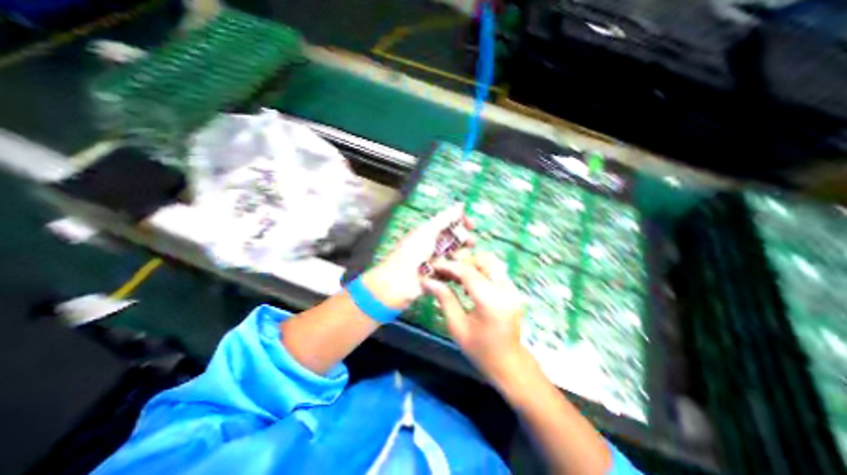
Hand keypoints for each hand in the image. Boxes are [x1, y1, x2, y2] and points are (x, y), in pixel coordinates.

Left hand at [364, 202, 469, 307]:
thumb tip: (459, 204)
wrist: (398, 283)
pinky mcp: (439, 277)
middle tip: (470, 243)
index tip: (472, 225)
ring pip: (457, 256)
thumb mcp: (427, 232)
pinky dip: (456, 271)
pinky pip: (453, 271)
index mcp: (430, 232)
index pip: (450, 223)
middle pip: (456, 240)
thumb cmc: (411, 253)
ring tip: (456, 260)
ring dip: (460, 257)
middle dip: (464, 240)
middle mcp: (434, 245)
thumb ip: (444, 219)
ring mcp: (437, 261)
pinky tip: (456, 272)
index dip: (461, 222)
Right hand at [421, 254, 526, 384]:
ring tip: (456, 277)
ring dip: (472, 264)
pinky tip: (469, 284)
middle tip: (447, 272)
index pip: (468, 272)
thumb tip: (428, 281)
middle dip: (463, 261)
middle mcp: (505, 290)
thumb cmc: (480, 350)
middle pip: (484, 260)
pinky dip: (481, 270)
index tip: (434, 266)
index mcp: (490, 302)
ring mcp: (513, 289)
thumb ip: (445, 299)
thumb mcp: (457, 327)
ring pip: (491, 262)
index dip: (449, 266)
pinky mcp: (513, 290)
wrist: (510, 364)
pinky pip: (496, 270)